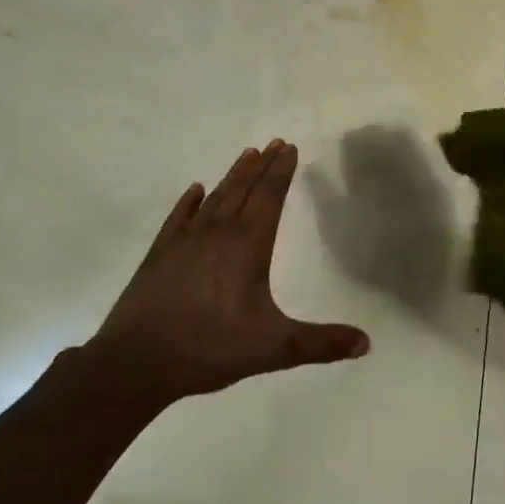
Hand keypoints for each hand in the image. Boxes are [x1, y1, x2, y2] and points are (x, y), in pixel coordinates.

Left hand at [83, 140, 370, 401]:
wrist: (137, 361)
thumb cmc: (211, 348)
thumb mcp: (275, 349)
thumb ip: (321, 343)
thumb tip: (367, 343)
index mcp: (247, 246)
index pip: (269, 197)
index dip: (281, 172)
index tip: (289, 148)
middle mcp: (217, 233)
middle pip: (243, 189)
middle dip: (261, 166)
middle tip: (274, 143)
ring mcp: (184, 241)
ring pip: (214, 198)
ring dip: (232, 176)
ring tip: (246, 156)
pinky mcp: (160, 254)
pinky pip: (179, 217)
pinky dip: (189, 201)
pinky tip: (195, 190)